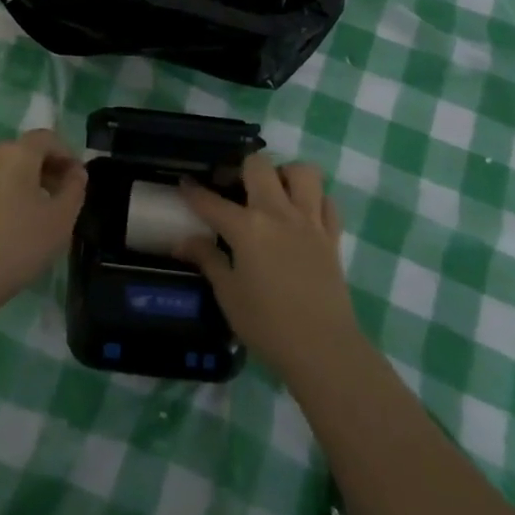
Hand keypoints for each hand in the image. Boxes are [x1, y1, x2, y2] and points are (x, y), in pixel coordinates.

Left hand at [0, 129, 87, 321]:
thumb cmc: (16, 246)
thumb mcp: (60, 221)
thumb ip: (75, 190)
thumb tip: (75, 172)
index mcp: (17, 154)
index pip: (47, 138)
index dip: (67, 154)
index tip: (78, 181)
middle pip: (24, 152)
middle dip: (47, 169)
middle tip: (61, 198)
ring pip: (4, 171)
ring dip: (25, 185)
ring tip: (37, 216)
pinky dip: (3, 198)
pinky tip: (8, 230)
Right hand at [177, 154, 360, 383]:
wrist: (323, 348)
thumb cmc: (267, 325)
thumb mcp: (228, 295)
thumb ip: (207, 260)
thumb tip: (182, 242)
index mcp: (247, 228)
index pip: (212, 201)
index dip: (193, 190)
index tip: (184, 182)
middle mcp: (278, 213)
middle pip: (259, 166)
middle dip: (241, 168)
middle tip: (233, 187)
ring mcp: (309, 221)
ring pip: (303, 172)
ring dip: (285, 174)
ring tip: (273, 192)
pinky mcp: (332, 236)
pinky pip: (327, 201)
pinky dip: (315, 200)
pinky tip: (302, 215)